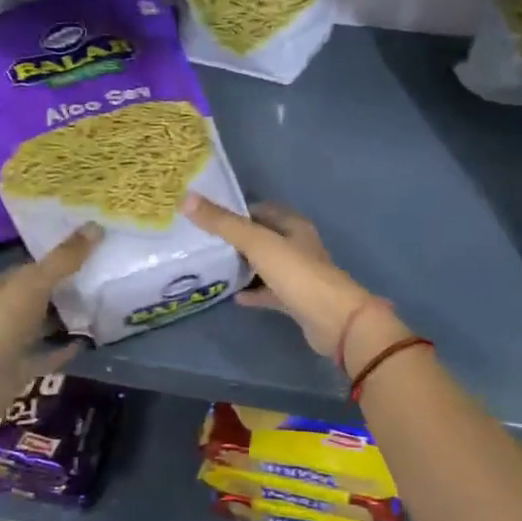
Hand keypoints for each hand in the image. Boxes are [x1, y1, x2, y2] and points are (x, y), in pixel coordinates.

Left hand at [0, 225, 98, 420]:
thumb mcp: (34, 284)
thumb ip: (64, 259)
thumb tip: (96, 225)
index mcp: (1, 286)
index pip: (31, 267)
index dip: (57, 258)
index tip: (88, 251)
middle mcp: (4, 310)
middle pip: (38, 294)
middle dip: (64, 287)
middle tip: (102, 277)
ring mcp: (11, 342)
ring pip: (43, 324)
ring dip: (65, 318)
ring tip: (101, 307)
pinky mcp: (19, 369)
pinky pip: (47, 354)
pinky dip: (64, 349)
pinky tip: (87, 342)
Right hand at [184, 196, 402, 367]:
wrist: (334, 321)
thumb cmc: (297, 274)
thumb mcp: (257, 243)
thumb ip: (223, 223)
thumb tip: (187, 199)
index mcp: (293, 225)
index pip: (260, 210)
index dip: (235, 210)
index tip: (205, 214)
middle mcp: (297, 246)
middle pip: (262, 237)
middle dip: (235, 238)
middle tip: (202, 241)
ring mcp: (298, 275)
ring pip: (265, 265)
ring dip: (243, 265)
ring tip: (211, 266)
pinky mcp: (296, 300)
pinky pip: (268, 291)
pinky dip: (252, 292)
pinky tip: (231, 296)